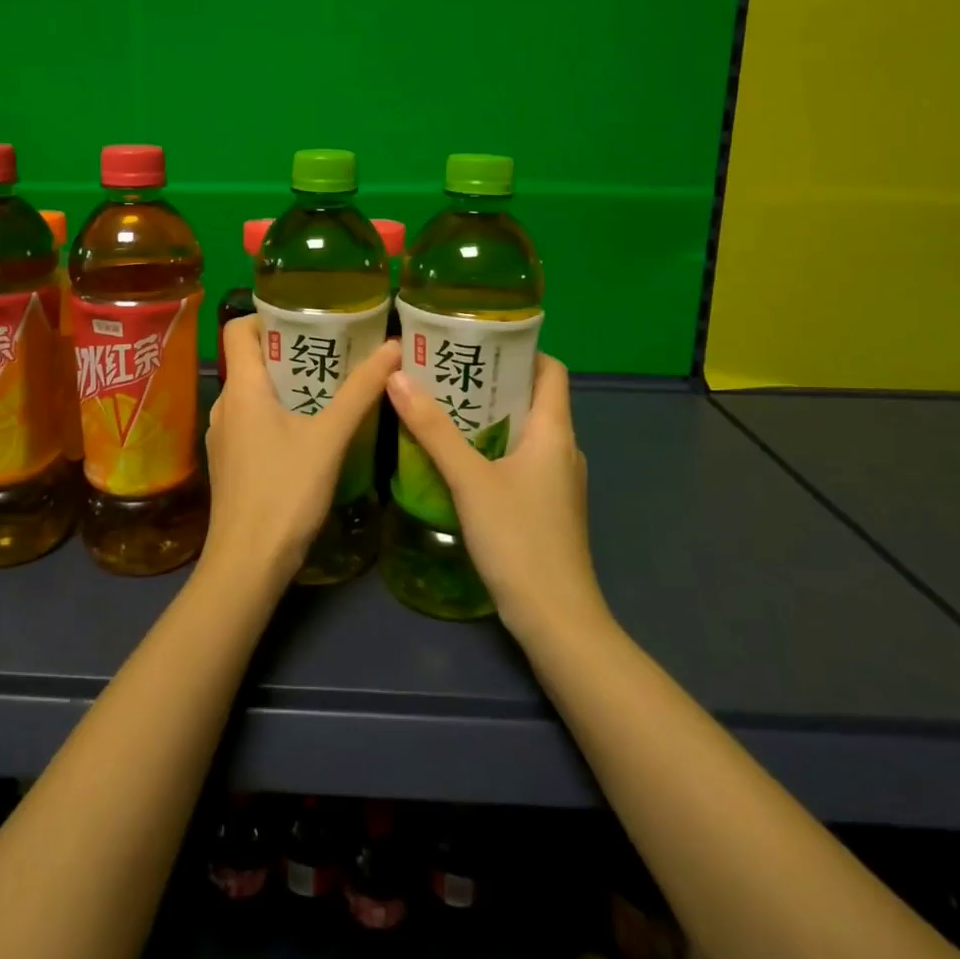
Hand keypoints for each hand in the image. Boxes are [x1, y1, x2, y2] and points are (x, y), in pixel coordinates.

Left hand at [203, 316, 401, 590]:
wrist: (247, 565)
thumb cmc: (285, 492)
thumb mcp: (330, 438)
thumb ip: (360, 392)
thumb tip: (392, 346)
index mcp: (242, 389)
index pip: (238, 329)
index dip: (268, 316)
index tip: (307, 318)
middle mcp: (225, 406)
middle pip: (251, 360)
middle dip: (290, 351)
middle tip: (334, 350)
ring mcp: (223, 437)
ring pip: (254, 394)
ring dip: (287, 385)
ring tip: (329, 387)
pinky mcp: (230, 463)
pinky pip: (252, 422)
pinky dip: (279, 414)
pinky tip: (310, 430)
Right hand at [386, 353, 606, 639]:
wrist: (556, 619)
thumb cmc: (519, 539)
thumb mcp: (469, 479)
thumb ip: (433, 429)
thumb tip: (397, 377)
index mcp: (555, 431)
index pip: (551, 369)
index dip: (520, 348)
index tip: (477, 339)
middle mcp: (562, 448)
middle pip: (532, 397)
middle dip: (491, 380)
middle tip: (443, 369)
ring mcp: (557, 481)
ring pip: (523, 431)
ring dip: (488, 415)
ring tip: (441, 404)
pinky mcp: (547, 506)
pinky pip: (519, 459)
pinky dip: (491, 446)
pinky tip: (457, 456)